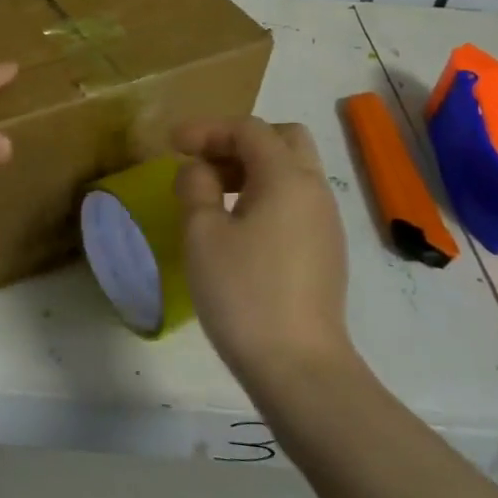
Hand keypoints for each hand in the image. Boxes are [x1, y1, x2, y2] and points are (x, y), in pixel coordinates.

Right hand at [174, 117, 354, 392]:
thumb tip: (199, 170)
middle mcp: (314, 190)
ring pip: (292, 170)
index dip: (207, 129)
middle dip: (239, 140)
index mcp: (287, 177)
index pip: (248, 129)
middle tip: (204, 161)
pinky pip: (296, 199)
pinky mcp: (326, 250)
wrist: (300, 368)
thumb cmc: (244, 293)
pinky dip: (266, 193)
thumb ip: (196, 187)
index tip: (172, 144)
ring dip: (253, 167)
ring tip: (213, 192)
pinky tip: (238, 224)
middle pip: (283, 138)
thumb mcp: (203, 234)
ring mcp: (325, 221)